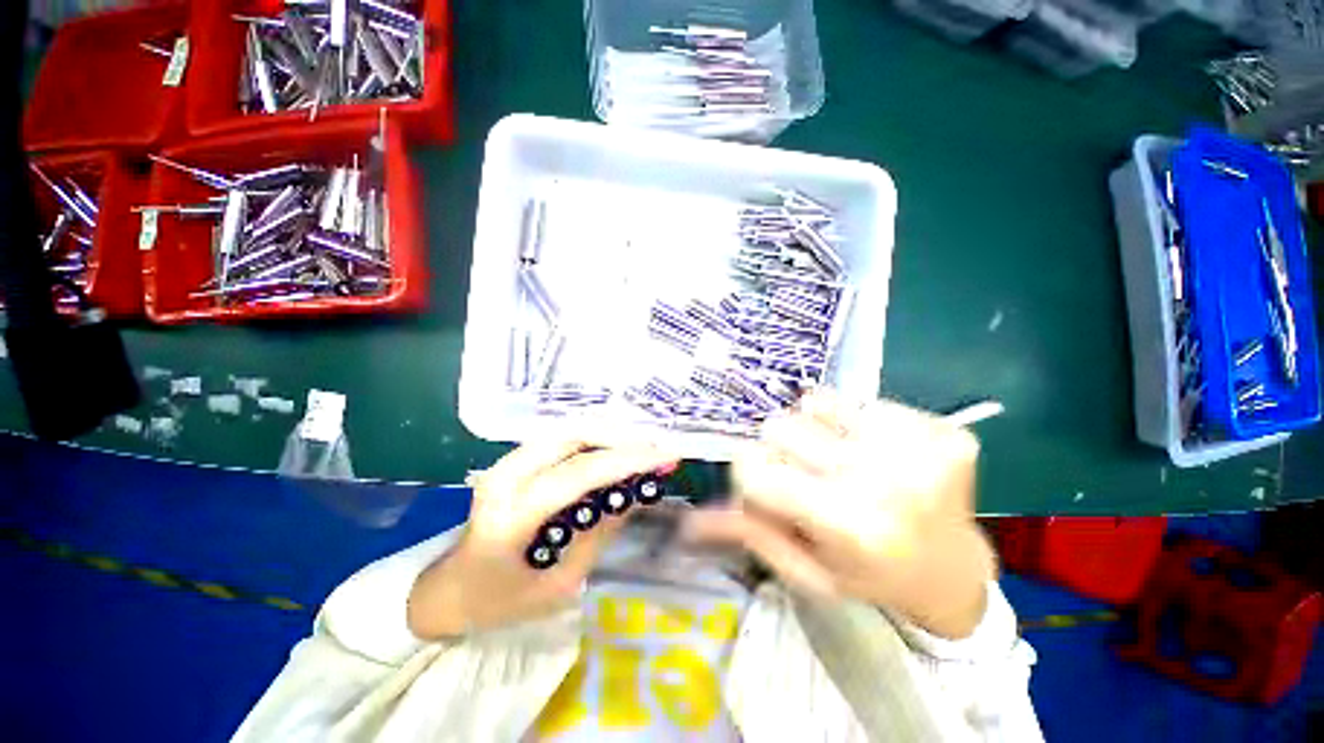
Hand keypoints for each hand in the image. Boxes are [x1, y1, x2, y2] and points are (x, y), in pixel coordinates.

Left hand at [407, 441, 677, 638]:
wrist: (451, 588)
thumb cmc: (503, 600)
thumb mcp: (560, 583)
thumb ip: (598, 533)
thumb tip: (636, 495)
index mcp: (511, 517)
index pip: (578, 474)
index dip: (627, 461)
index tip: (665, 457)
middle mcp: (505, 478)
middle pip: (573, 438)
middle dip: (622, 440)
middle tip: (657, 450)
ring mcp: (505, 462)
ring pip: (568, 430)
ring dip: (610, 435)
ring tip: (642, 449)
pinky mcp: (512, 459)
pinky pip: (561, 437)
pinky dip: (594, 438)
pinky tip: (615, 448)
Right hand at [684, 389, 995, 637]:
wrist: (951, 568)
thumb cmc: (868, 574)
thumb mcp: (804, 568)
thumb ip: (750, 533)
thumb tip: (688, 521)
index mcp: (849, 523)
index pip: (755, 470)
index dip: (751, 476)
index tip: (770, 489)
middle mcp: (884, 477)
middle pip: (780, 425)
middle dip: (780, 451)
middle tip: (809, 478)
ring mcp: (918, 444)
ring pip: (815, 402)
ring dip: (817, 431)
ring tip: (844, 461)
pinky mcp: (941, 426)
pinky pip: (861, 401)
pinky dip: (856, 424)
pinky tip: (879, 454)